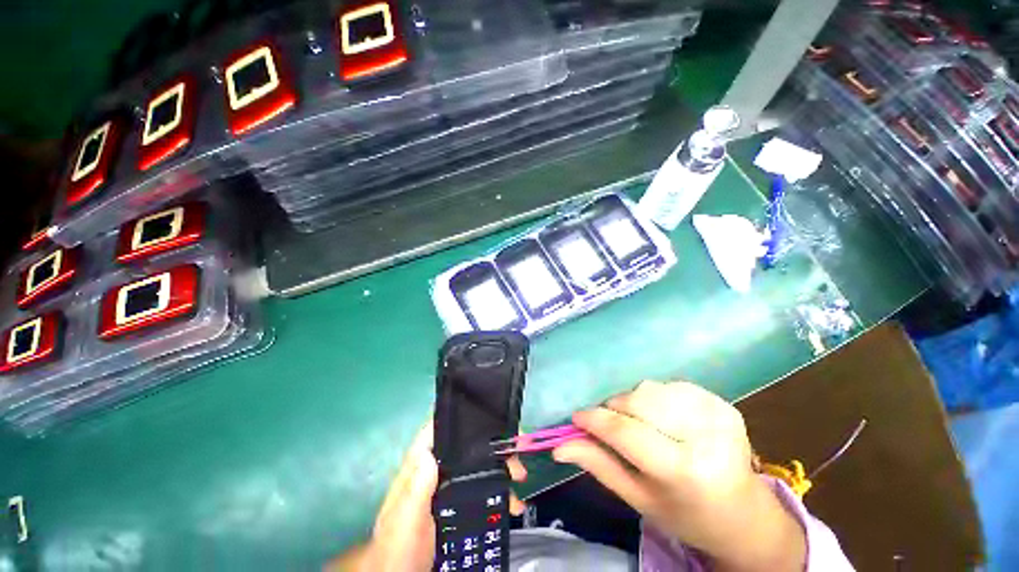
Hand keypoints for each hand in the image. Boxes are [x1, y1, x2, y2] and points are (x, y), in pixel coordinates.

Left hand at [328, 422, 527, 571]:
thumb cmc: (399, 547)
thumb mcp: (406, 520)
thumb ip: (415, 489)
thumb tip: (430, 452)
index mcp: (419, 467)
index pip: (437, 430)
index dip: (459, 417)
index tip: (487, 414)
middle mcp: (434, 470)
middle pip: (465, 447)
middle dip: (491, 445)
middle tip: (514, 453)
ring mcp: (447, 487)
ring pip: (477, 466)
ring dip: (499, 467)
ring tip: (520, 477)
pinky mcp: (457, 504)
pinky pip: (481, 488)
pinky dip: (498, 490)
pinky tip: (512, 501)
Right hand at [552, 381, 805, 571]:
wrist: (745, 516)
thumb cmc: (686, 515)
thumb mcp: (638, 499)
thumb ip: (599, 465)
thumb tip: (559, 447)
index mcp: (686, 471)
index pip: (626, 431)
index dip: (595, 419)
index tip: (577, 417)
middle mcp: (706, 436)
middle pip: (638, 400)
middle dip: (614, 408)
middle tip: (609, 424)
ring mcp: (718, 414)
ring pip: (651, 388)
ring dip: (634, 402)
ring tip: (638, 423)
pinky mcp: (723, 403)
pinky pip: (671, 385)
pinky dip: (656, 397)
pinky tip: (662, 417)